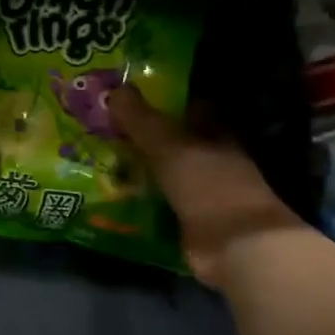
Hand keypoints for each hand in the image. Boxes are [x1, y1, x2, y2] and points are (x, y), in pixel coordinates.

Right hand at [106, 86, 302, 288]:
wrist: (234, 245)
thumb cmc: (209, 184)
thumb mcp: (169, 146)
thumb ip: (141, 120)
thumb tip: (114, 89)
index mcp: (217, 135)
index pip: (193, 108)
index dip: (168, 99)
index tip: (133, 94)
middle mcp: (214, 161)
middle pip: (177, 142)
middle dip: (146, 136)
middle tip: (105, 127)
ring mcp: (203, 193)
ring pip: (166, 173)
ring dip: (141, 169)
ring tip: (100, 159)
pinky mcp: (191, 222)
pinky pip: (160, 203)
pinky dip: (141, 199)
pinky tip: (113, 195)